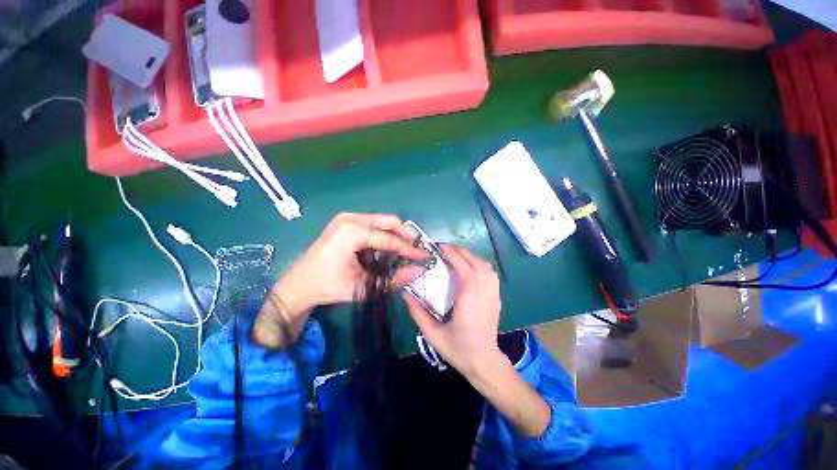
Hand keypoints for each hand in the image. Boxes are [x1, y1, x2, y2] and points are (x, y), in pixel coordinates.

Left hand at [254, 213, 426, 347]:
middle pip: (389, 221)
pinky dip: (383, 235)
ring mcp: (347, 217)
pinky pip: (373, 224)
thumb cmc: (329, 287)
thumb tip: (419, 271)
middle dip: (405, 237)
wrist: (299, 284)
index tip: (424, 257)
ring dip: (394, 236)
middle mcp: (350, 218)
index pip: (389, 239)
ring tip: (402, 253)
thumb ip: (394, 279)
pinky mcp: (346, 221)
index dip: (409, 250)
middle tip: (414, 252)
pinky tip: (384, 250)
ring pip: (382, 221)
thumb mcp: (364, 286)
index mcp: (351, 232)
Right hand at [404, 245, 503, 376]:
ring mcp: (493, 295)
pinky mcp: (497, 298)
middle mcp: (484, 293)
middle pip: (476, 263)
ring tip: (456, 255)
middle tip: (445, 249)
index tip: (440, 248)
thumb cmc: (458, 349)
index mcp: (469, 300)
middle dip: (461, 251)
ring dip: (471, 256)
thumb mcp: (432, 334)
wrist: (484, 363)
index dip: (453, 254)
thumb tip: (405, 294)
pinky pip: (491, 274)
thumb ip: (417, 313)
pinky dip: (480, 264)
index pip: (464, 268)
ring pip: (486, 266)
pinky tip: (470, 267)